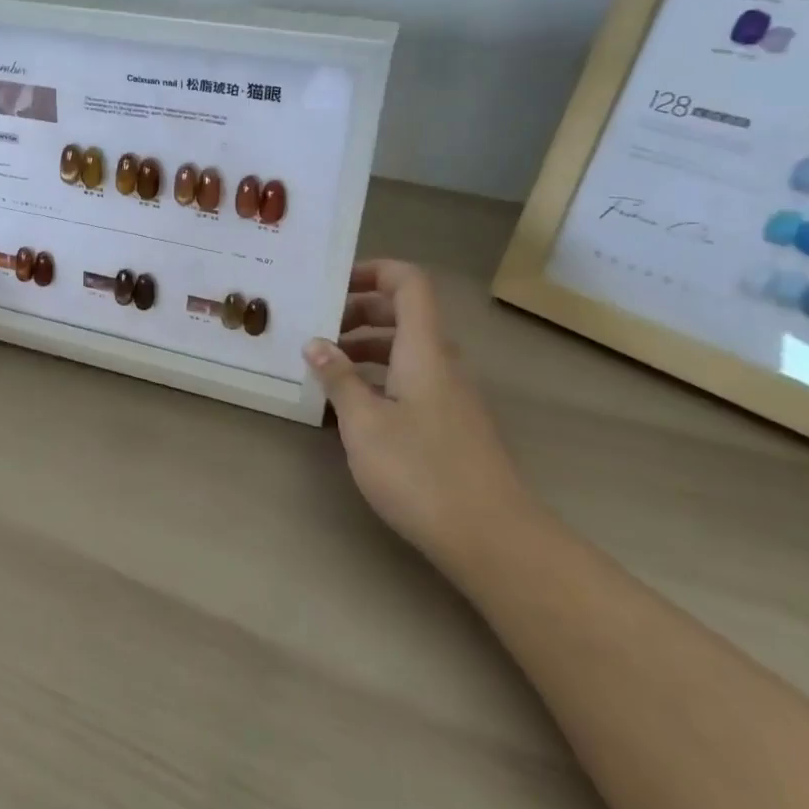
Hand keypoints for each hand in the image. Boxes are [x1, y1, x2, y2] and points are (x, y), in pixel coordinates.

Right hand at [303, 260, 531, 575]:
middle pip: (404, 314)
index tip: (333, 284)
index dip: (373, 271)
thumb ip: (338, 379)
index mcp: (424, 349)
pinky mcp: (450, 424)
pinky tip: (349, 409)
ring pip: (405, 351)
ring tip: (323, 369)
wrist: (491, 537)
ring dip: (365, 349)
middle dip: (358, 312)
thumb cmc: (420, 471)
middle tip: (317, 329)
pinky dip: (379, 380)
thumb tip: (317, 343)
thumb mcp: (364, 423)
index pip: (408, 283)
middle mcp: (442, 362)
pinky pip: (411, 381)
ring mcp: (450, 395)